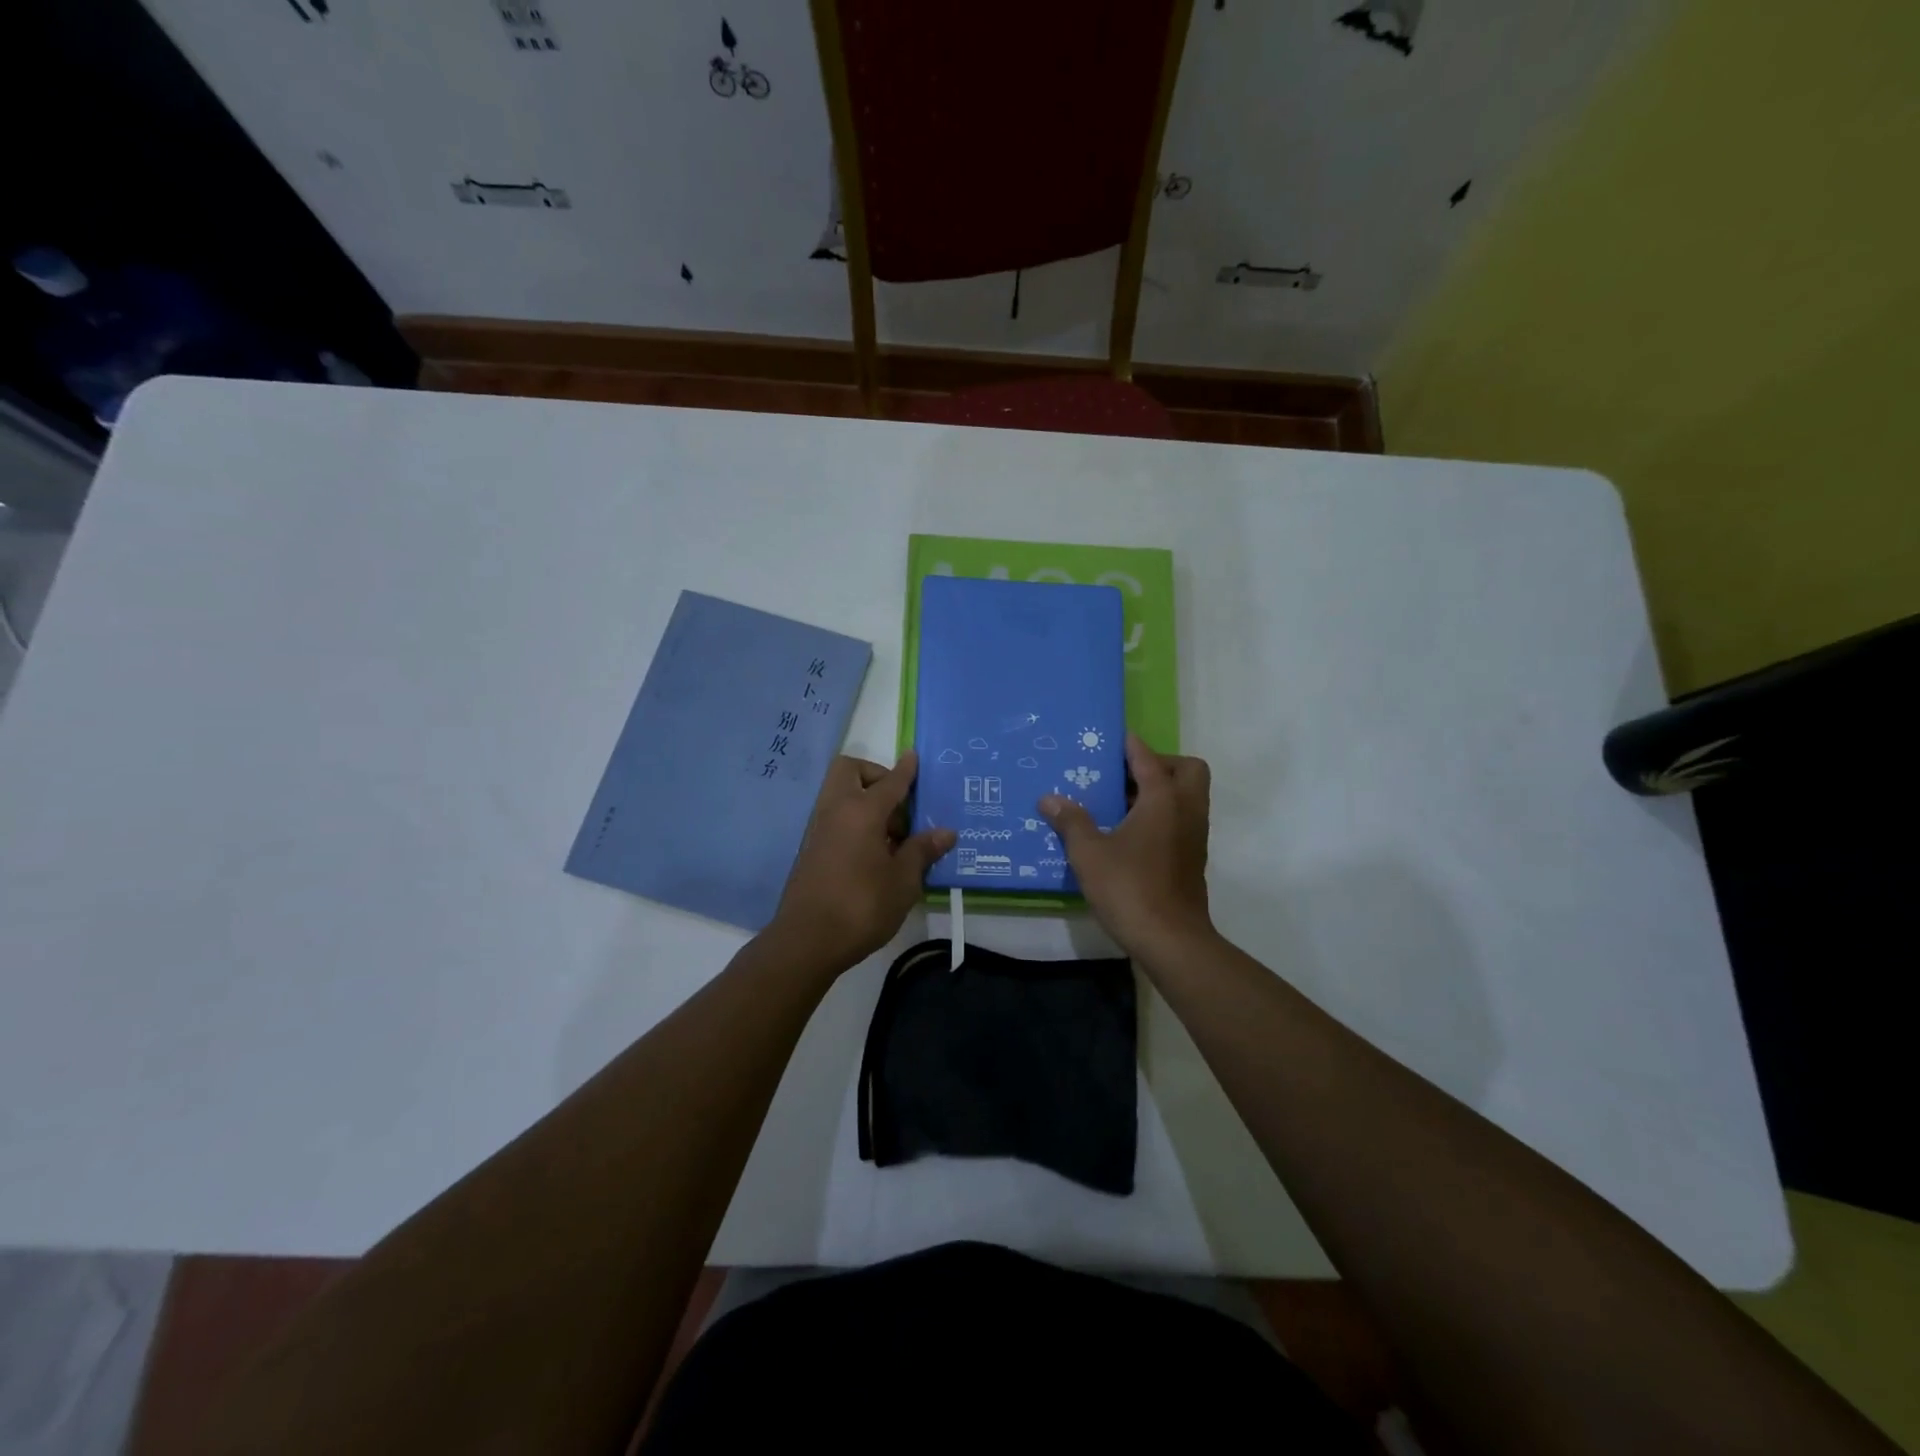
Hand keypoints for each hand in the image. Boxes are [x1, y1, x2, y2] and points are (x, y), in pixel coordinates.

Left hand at [769, 752, 954, 973]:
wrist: (807, 941)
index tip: (914, 757)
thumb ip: (922, 851)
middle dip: (876, 777)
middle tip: (899, 806)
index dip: (905, 770)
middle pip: (850, 771)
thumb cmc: (862, 906)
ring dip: (866, 802)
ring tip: (893, 837)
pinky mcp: (811, 849)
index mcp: (862, 811)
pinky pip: (836, 817)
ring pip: (841, 794)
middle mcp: (836, 810)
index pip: (890, 781)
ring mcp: (819, 829)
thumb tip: (945, 832)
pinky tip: (875, 854)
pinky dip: (855, 821)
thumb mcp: (903, 881)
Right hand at [1041, 734, 1215, 959]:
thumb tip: (1050, 799)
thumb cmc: (1129, 888)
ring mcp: (1193, 837)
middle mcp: (1186, 811)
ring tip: (1119, 802)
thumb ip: (1071, 822)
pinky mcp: (1191, 859)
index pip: (1149, 759)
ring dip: (1160, 792)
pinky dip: (1160, 816)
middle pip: (1186, 771)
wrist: (1170, 941)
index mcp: (1164, 800)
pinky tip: (1126, 833)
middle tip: (1125, 776)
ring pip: (1186, 798)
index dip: (1131, 746)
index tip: (1113, 739)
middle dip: (1160, 765)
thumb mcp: (1089, 854)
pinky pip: (1180, 821)